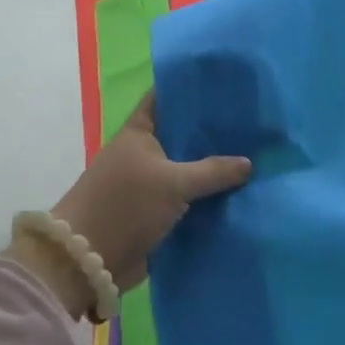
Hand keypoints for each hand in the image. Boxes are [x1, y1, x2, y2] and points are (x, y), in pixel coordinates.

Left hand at [9, 93, 251, 315]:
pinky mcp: (156, 212)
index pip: (165, 99)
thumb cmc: (125, 206)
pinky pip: (188, 199)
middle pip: (182, 136)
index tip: (225, 85)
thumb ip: (213, 171)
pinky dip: (208, 197)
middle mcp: (143, 154)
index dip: (191, 89)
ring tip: (255, 156)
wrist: (89, 260)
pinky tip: (239, 193)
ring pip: (188, 169)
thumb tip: (248, 163)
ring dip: (214, 169)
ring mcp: (149, 183)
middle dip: (213, 133)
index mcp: (139, 133)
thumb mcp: (174, 183)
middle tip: (253, 124)